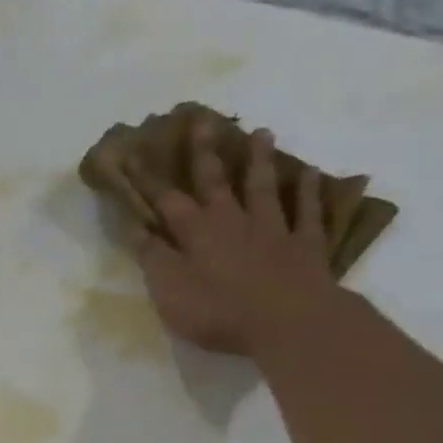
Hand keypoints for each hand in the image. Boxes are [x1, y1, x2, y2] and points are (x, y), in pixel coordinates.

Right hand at [124, 122, 338, 356]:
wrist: (286, 322)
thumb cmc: (218, 312)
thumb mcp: (170, 291)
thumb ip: (154, 259)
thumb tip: (136, 228)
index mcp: (196, 233)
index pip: (166, 201)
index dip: (149, 180)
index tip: (134, 155)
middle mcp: (233, 221)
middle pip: (216, 181)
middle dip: (205, 153)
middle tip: (202, 121)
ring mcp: (272, 228)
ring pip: (263, 187)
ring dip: (259, 160)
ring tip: (261, 132)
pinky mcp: (305, 244)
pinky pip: (307, 211)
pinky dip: (307, 191)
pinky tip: (308, 173)